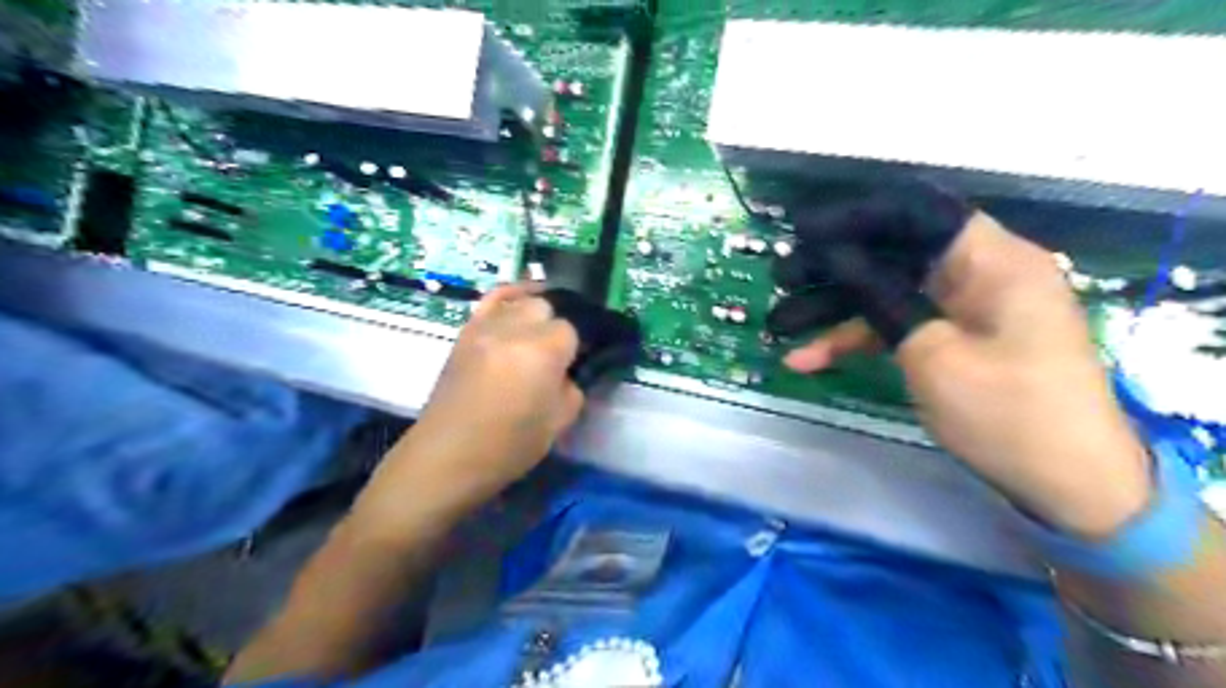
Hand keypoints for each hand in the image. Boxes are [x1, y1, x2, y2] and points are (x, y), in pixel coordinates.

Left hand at [353, 285, 584, 538]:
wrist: (448, 456)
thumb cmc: (509, 446)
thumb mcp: (560, 422)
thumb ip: (573, 387)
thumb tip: (570, 370)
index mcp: (543, 350)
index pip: (572, 330)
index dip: (576, 349)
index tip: (573, 367)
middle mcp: (514, 328)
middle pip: (547, 308)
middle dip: (555, 329)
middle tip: (554, 358)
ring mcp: (485, 325)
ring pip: (521, 301)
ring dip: (535, 316)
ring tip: (538, 336)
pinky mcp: (465, 331)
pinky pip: (491, 299)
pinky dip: (509, 296)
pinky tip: (520, 301)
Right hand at [780, 194, 1156, 536]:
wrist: (1068, 486)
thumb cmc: (1007, 414)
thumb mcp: (932, 354)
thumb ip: (879, 297)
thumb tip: (833, 255)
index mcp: (992, 260)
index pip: (915, 212)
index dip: (855, 216)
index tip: (802, 230)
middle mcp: (978, 272)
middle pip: (893, 252)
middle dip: (833, 268)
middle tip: (782, 279)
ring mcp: (964, 307)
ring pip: (886, 292)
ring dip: (834, 310)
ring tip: (779, 326)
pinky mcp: (953, 338)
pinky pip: (896, 325)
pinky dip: (856, 341)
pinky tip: (808, 360)